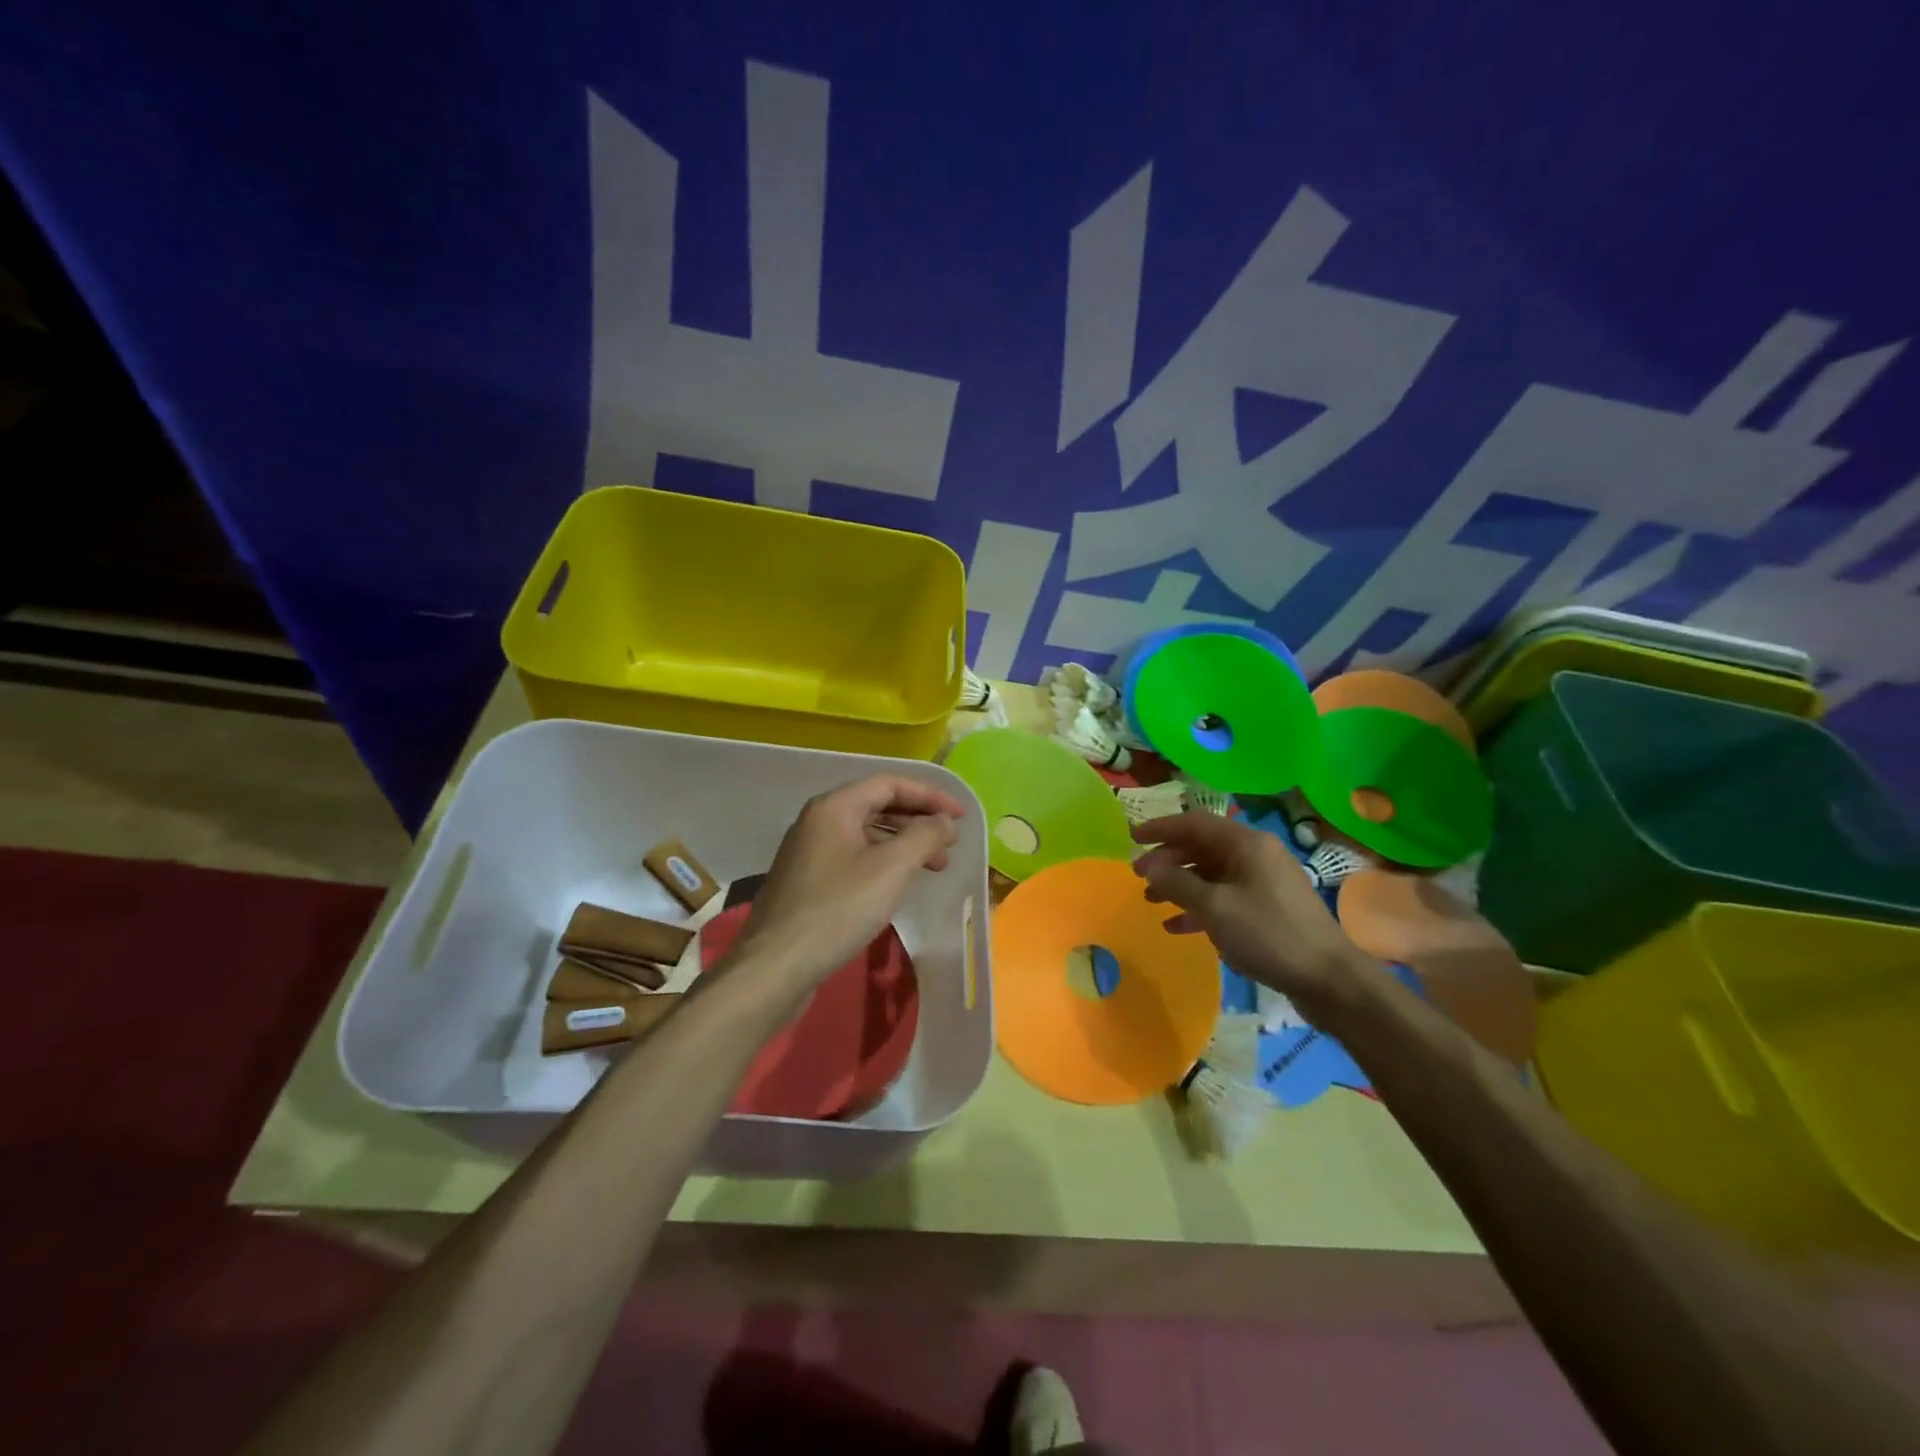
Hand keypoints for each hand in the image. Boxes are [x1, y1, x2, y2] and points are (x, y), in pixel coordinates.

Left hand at [727, 775, 964, 988]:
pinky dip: (883, 863)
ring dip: (904, 844)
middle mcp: (818, 821)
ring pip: (866, 835)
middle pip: (877, 806)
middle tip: (950, 842)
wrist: (775, 966)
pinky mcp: (807, 882)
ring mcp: (809, 853)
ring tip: (935, 868)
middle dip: (918, 820)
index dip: (929, 795)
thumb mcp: (891, 868)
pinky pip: (854, 858)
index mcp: (834, 807)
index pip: (889, 784)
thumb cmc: (837, 909)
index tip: (960, 815)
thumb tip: (945, 821)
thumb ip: (925, 836)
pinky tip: (899, 885)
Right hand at [1131, 812, 1378, 1020]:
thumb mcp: (1215, 907)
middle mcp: (1256, 854)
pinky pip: (1226, 896)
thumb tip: (1149, 867)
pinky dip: (1200, 906)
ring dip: (1181, 885)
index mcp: (1246, 843)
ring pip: (1212, 873)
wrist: (1329, 979)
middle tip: (1139, 876)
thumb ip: (1177, 883)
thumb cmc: (1268, 933)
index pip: (1194, 822)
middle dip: (1168, 860)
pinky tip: (1177, 926)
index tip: (1132, 838)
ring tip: (1151, 901)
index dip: (1160, 828)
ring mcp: (1264, 881)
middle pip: (1202, 847)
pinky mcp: (1269, 907)